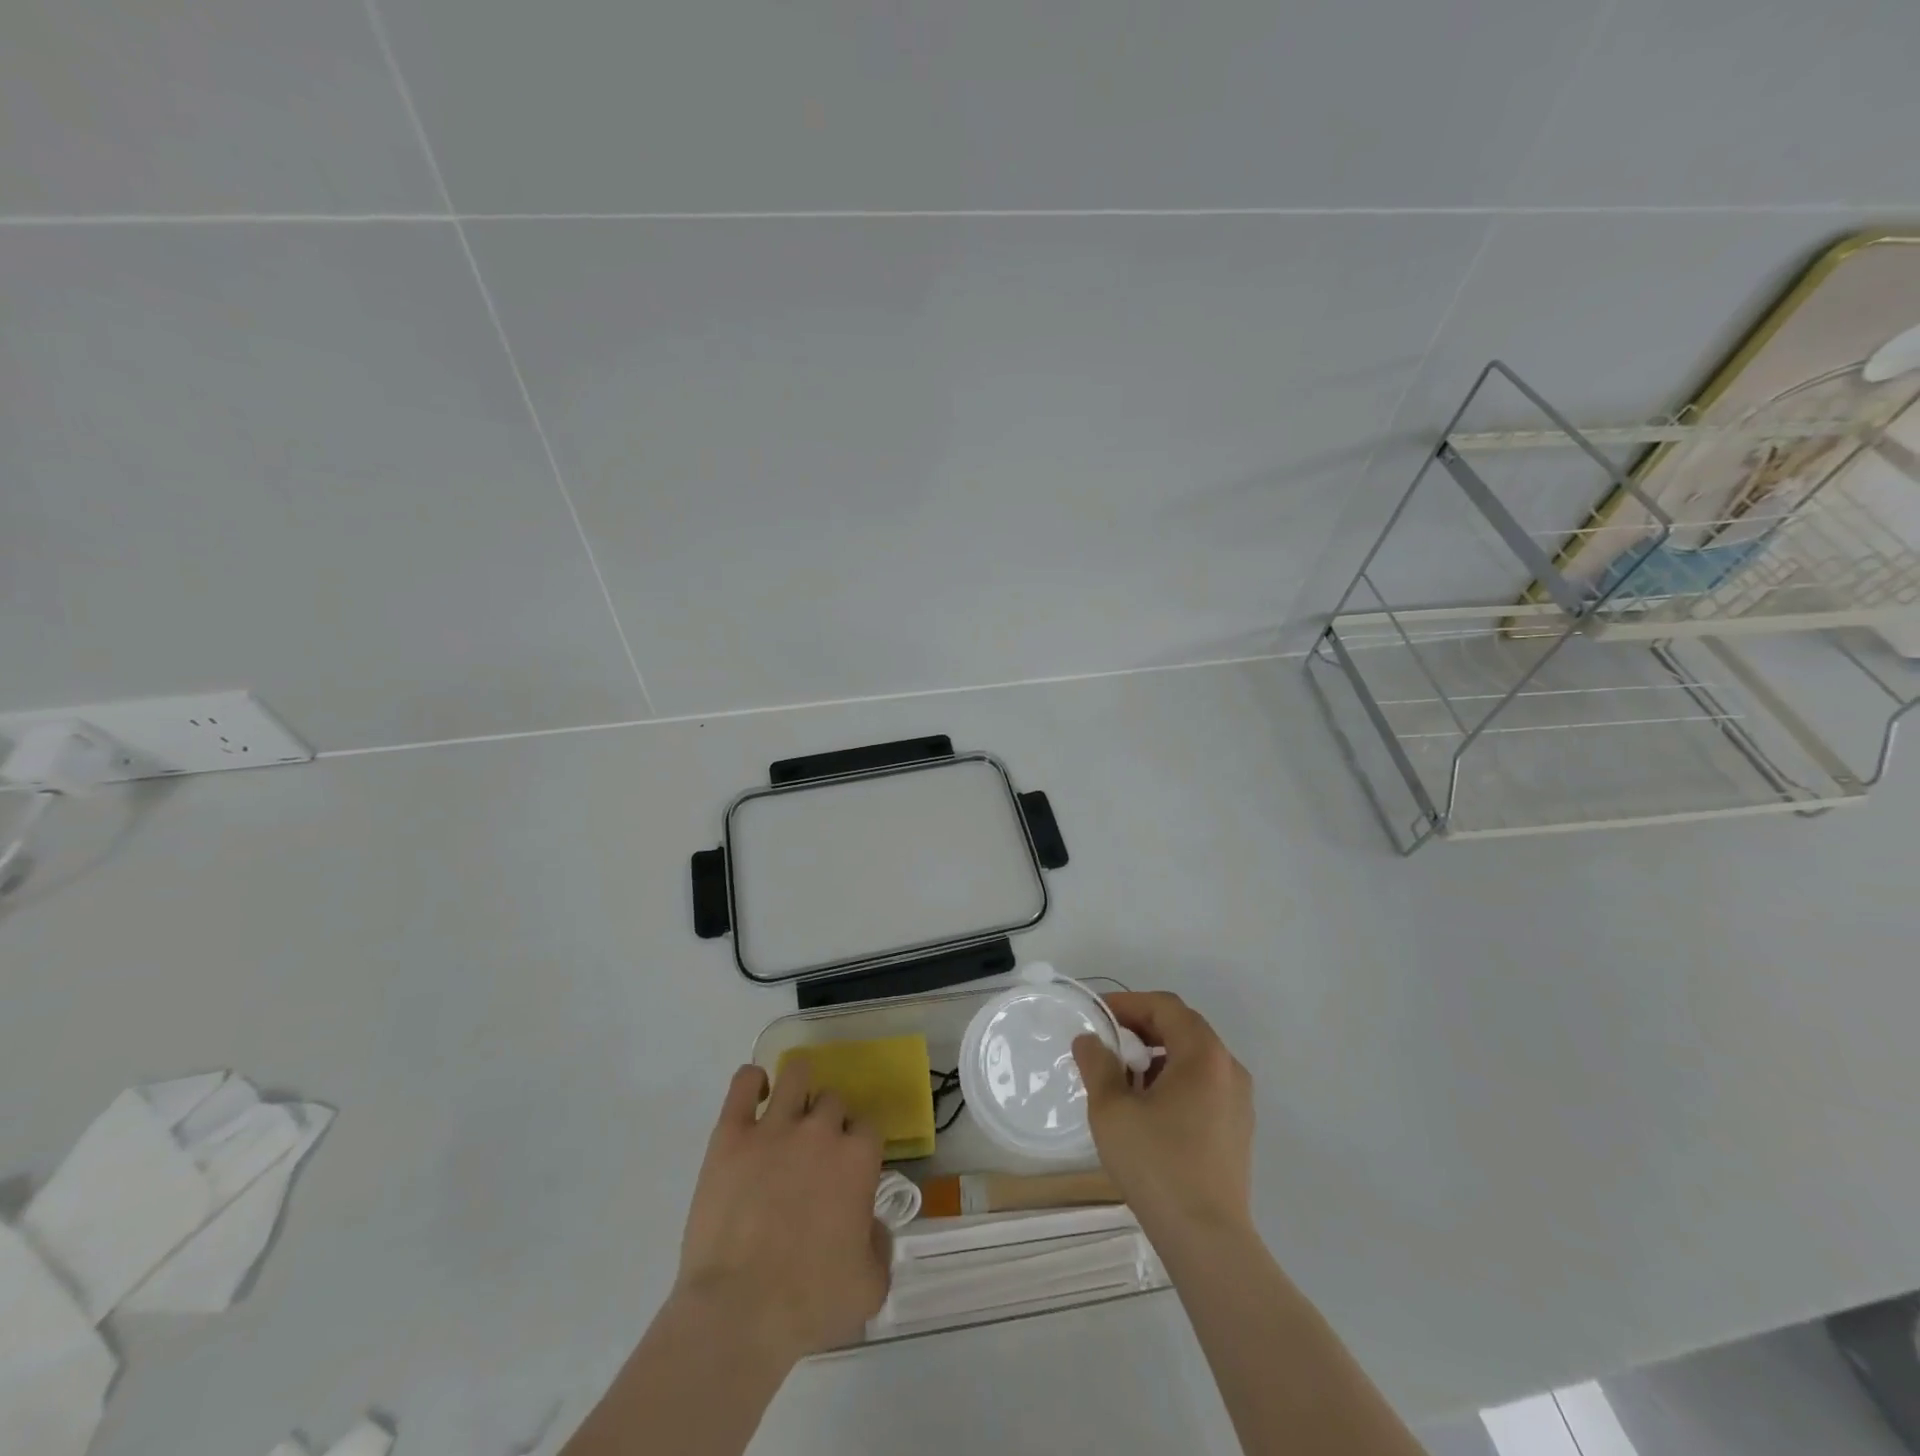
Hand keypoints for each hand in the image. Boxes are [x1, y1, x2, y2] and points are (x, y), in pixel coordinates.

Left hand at [672, 1060, 890, 1362]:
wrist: (738, 1314)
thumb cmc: (808, 1305)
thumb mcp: (870, 1287)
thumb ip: (880, 1245)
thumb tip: (872, 1225)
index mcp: (857, 1159)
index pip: (868, 1126)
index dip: (859, 1144)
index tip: (848, 1167)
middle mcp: (820, 1131)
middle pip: (832, 1100)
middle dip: (828, 1121)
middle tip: (814, 1153)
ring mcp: (774, 1127)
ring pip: (795, 1074)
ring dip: (798, 1085)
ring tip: (790, 1107)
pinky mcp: (731, 1135)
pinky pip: (743, 1083)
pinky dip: (751, 1081)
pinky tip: (755, 1095)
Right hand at [1072, 992, 1254, 1240]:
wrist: (1207, 1240)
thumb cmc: (1157, 1164)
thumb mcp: (1111, 1109)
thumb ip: (1097, 1064)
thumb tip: (1090, 1041)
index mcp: (1203, 1054)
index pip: (1165, 1006)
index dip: (1128, 1004)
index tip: (1098, 1017)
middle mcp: (1229, 1069)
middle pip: (1183, 1028)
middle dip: (1142, 1028)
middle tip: (1108, 1043)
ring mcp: (1239, 1102)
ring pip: (1194, 1059)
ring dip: (1158, 1056)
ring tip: (1124, 1079)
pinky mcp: (1238, 1130)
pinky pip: (1204, 1086)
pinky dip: (1175, 1081)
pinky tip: (1149, 1110)